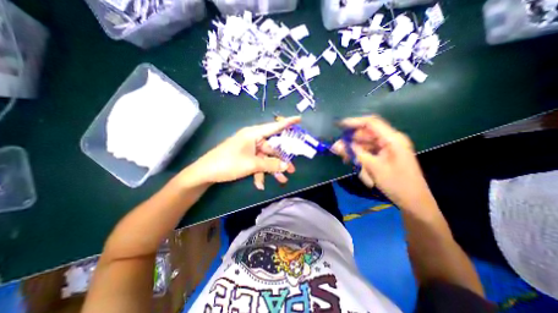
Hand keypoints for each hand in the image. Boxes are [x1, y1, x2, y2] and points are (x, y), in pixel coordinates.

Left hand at [190, 117, 300, 189]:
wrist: (205, 173)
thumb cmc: (228, 163)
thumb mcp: (252, 164)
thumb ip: (270, 164)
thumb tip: (286, 165)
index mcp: (253, 134)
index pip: (274, 127)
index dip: (287, 123)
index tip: (299, 119)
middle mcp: (253, 139)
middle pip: (272, 148)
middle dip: (281, 160)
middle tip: (291, 169)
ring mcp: (249, 148)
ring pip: (265, 158)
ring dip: (271, 170)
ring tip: (281, 180)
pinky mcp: (245, 156)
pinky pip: (257, 163)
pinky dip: (260, 173)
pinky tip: (259, 184)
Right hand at [332, 117, 432, 210]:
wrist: (413, 201)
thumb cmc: (396, 183)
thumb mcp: (372, 167)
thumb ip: (354, 153)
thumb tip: (336, 145)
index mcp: (392, 139)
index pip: (371, 123)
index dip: (354, 122)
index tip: (339, 126)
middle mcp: (390, 140)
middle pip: (366, 134)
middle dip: (351, 141)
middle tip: (337, 149)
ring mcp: (388, 147)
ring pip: (366, 144)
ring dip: (355, 151)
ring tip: (346, 160)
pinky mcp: (386, 155)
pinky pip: (369, 151)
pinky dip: (361, 156)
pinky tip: (356, 164)